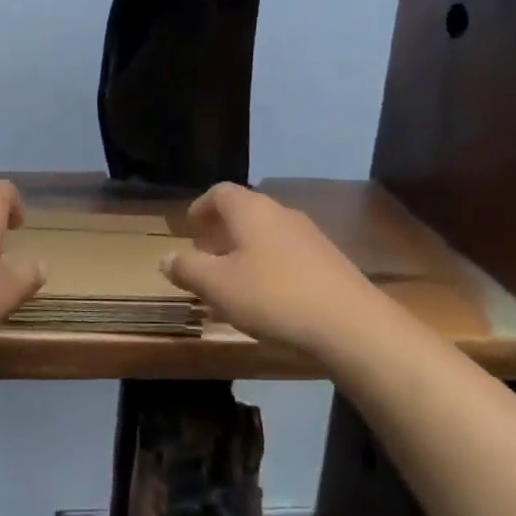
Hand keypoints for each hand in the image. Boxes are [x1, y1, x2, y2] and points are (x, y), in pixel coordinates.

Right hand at [163, 183, 383, 353]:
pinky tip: (264, 301)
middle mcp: (280, 214)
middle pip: (244, 213)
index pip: (220, 193)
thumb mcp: (217, 285)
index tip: (189, 227)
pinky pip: (286, 257)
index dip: (201, 207)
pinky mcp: (328, 263)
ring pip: (265, 237)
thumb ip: (188, 269)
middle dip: (221, 233)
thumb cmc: (273, 295)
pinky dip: (267, 269)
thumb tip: (166, 258)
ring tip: (230, 284)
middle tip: (204, 257)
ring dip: (243, 254)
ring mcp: (309, 237)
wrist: (350, 323)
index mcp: (251, 210)